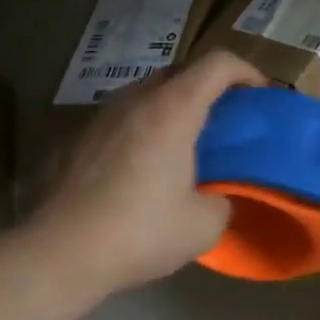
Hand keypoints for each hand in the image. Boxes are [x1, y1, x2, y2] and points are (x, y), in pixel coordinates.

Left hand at [30, 51, 265, 291]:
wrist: (59, 255)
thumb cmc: (140, 233)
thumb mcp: (204, 226)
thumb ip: (221, 201)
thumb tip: (213, 198)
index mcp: (172, 112)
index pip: (217, 65)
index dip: (246, 71)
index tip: (260, 95)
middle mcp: (134, 103)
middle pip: (179, 73)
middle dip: (208, 87)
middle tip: (224, 120)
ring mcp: (99, 119)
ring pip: (144, 95)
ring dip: (171, 108)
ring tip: (183, 144)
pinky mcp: (75, 142)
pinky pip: (119, 122)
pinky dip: (141, 131)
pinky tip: (141, 170)